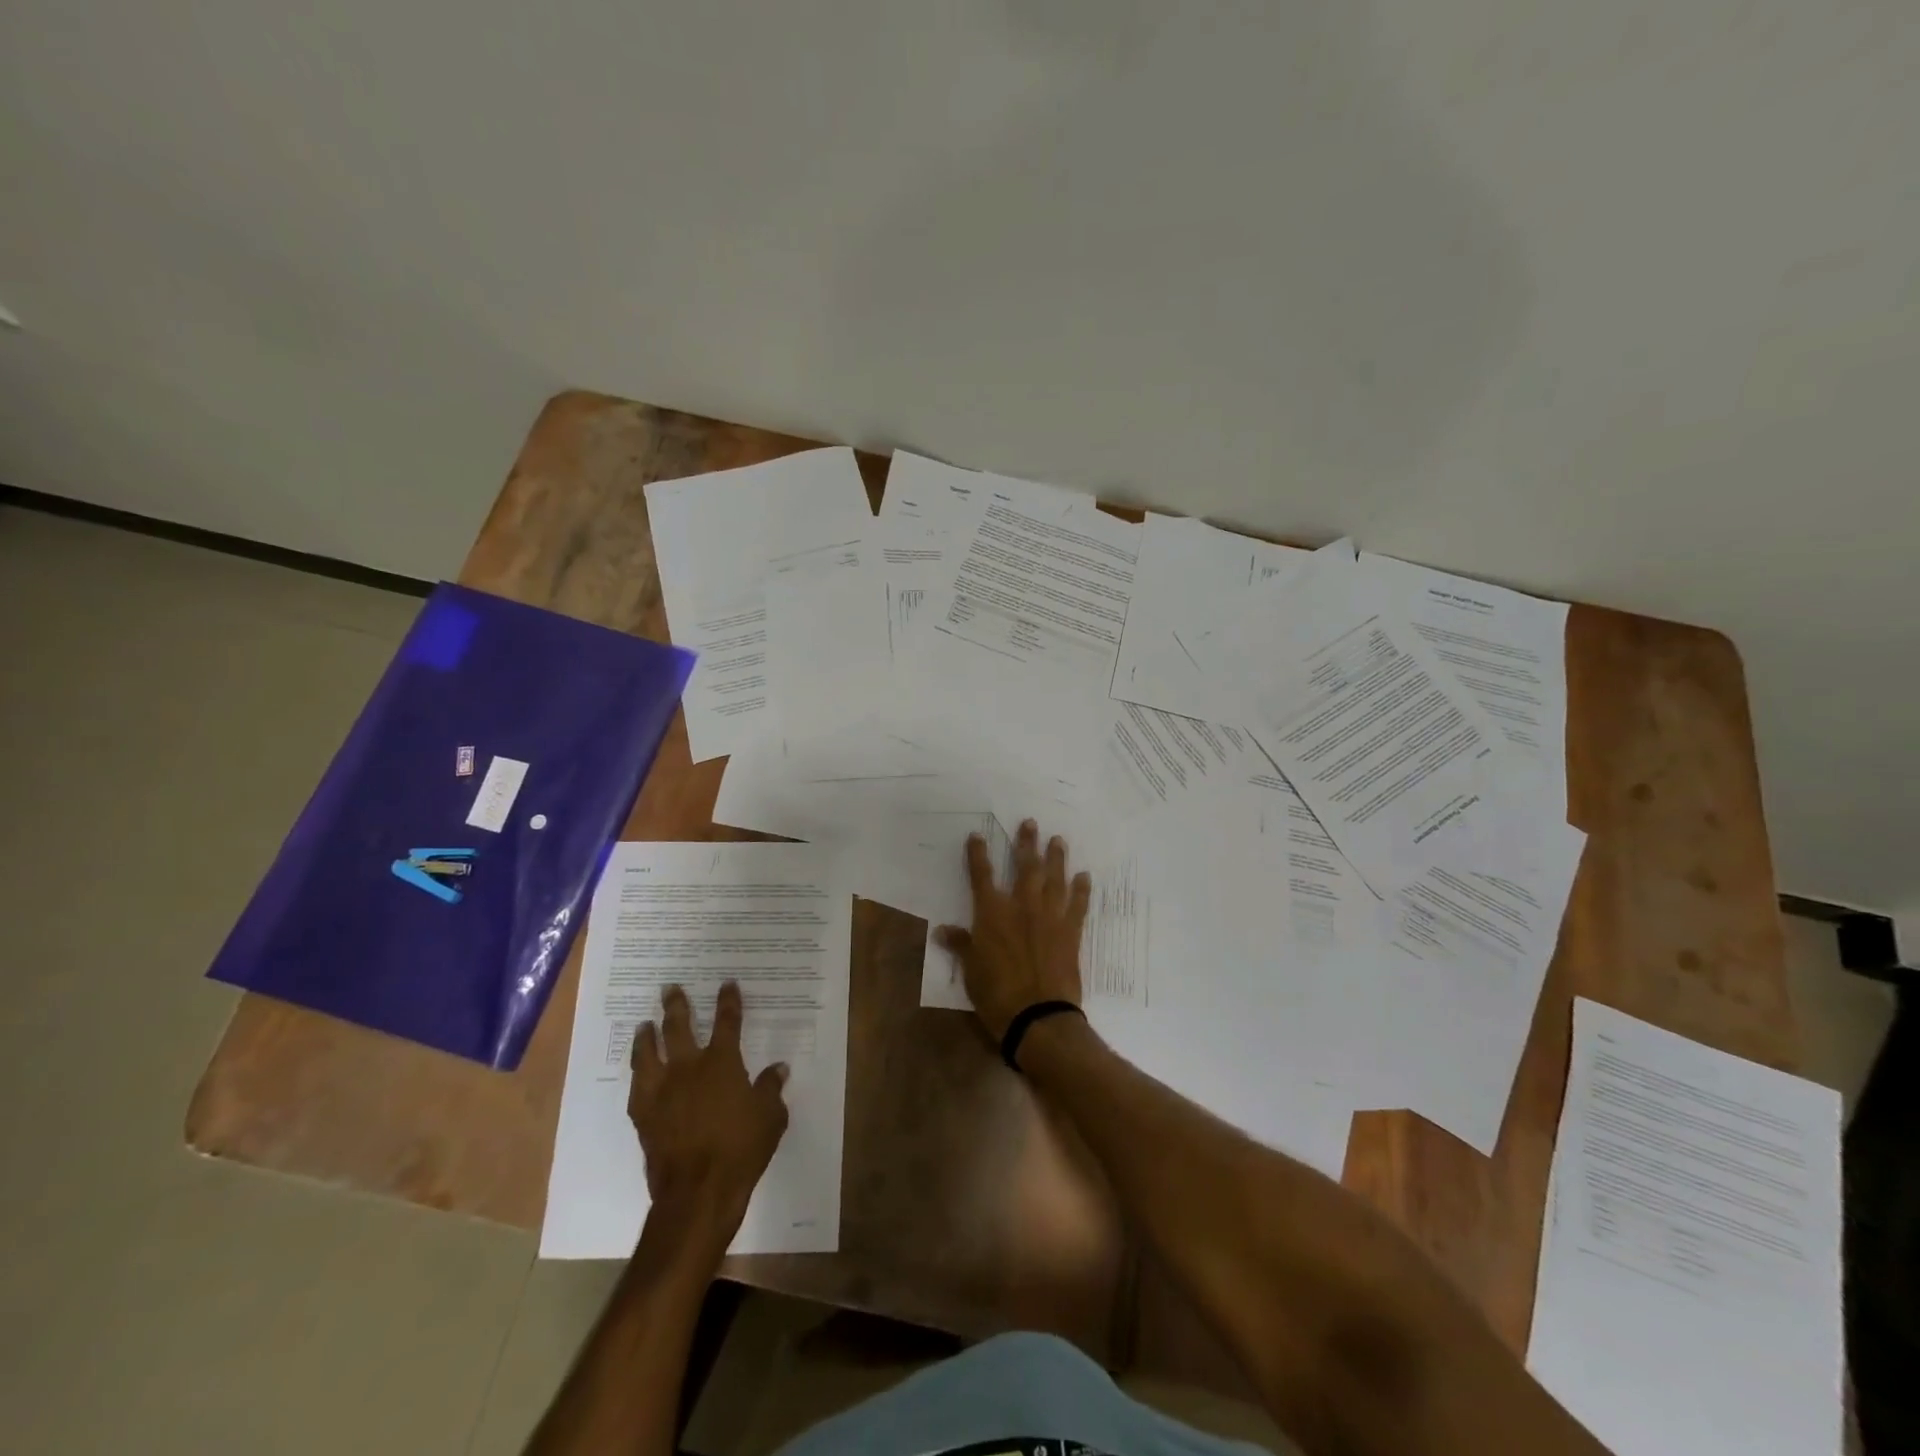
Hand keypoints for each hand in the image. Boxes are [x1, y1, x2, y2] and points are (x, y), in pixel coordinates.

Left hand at [629, 982, 789, 1248]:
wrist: (697, 1191)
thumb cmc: (741, 1149)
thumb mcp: (770, 1116)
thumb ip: (771, 1088)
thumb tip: (778, 1068)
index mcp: (722, 1062)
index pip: (727, 1021)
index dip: (728, 1000)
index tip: (727, 984)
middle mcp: (688, 1068)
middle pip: (678, 1027)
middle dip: (676, 1005)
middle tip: (670, 988)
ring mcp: (661, 1091)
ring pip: (648, 1053)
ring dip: (646, 1036)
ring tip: (644, 1025)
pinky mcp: (644, 1116)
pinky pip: (637, 1087)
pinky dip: (638, 1075)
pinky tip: (638, 1073)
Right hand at [935, 818, 1091, 1041]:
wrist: (1038, 1015)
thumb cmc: (996, 994)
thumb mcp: (971, 970)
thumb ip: (960, 945)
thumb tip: (941, 930)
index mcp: (991, 913)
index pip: (982, 875)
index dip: (978, 854)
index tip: (977, 835)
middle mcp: (1021, 906)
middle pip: (1025, 867)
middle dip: (1026, 843)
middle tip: (1030, 823)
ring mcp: (1049, 916)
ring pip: (1054, 879)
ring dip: (1056, 858)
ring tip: (1058, 840)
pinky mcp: (1070, 932)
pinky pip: (1078, 905)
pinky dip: (1082, 890)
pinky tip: (1085, 876)